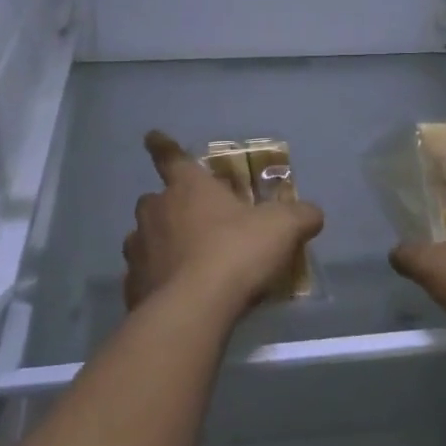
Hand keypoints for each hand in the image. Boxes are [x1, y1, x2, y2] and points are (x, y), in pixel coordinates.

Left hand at [122, 131, 324, 316]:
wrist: (193, 310)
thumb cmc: (235, 253)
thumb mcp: (282, 228)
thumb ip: (299, 216)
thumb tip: (312, 213)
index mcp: (187, 187)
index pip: (171, 156)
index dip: (162, 145)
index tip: (151, 136)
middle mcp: (156, 211)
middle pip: (156, 200)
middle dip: (169, 207)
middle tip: (192, 222)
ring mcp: (139, 249)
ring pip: (145, 238)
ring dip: (161, 245)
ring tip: (185, 264)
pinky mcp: (133, 286)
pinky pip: (143, 276)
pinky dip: (156, 281)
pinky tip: (175, 297)